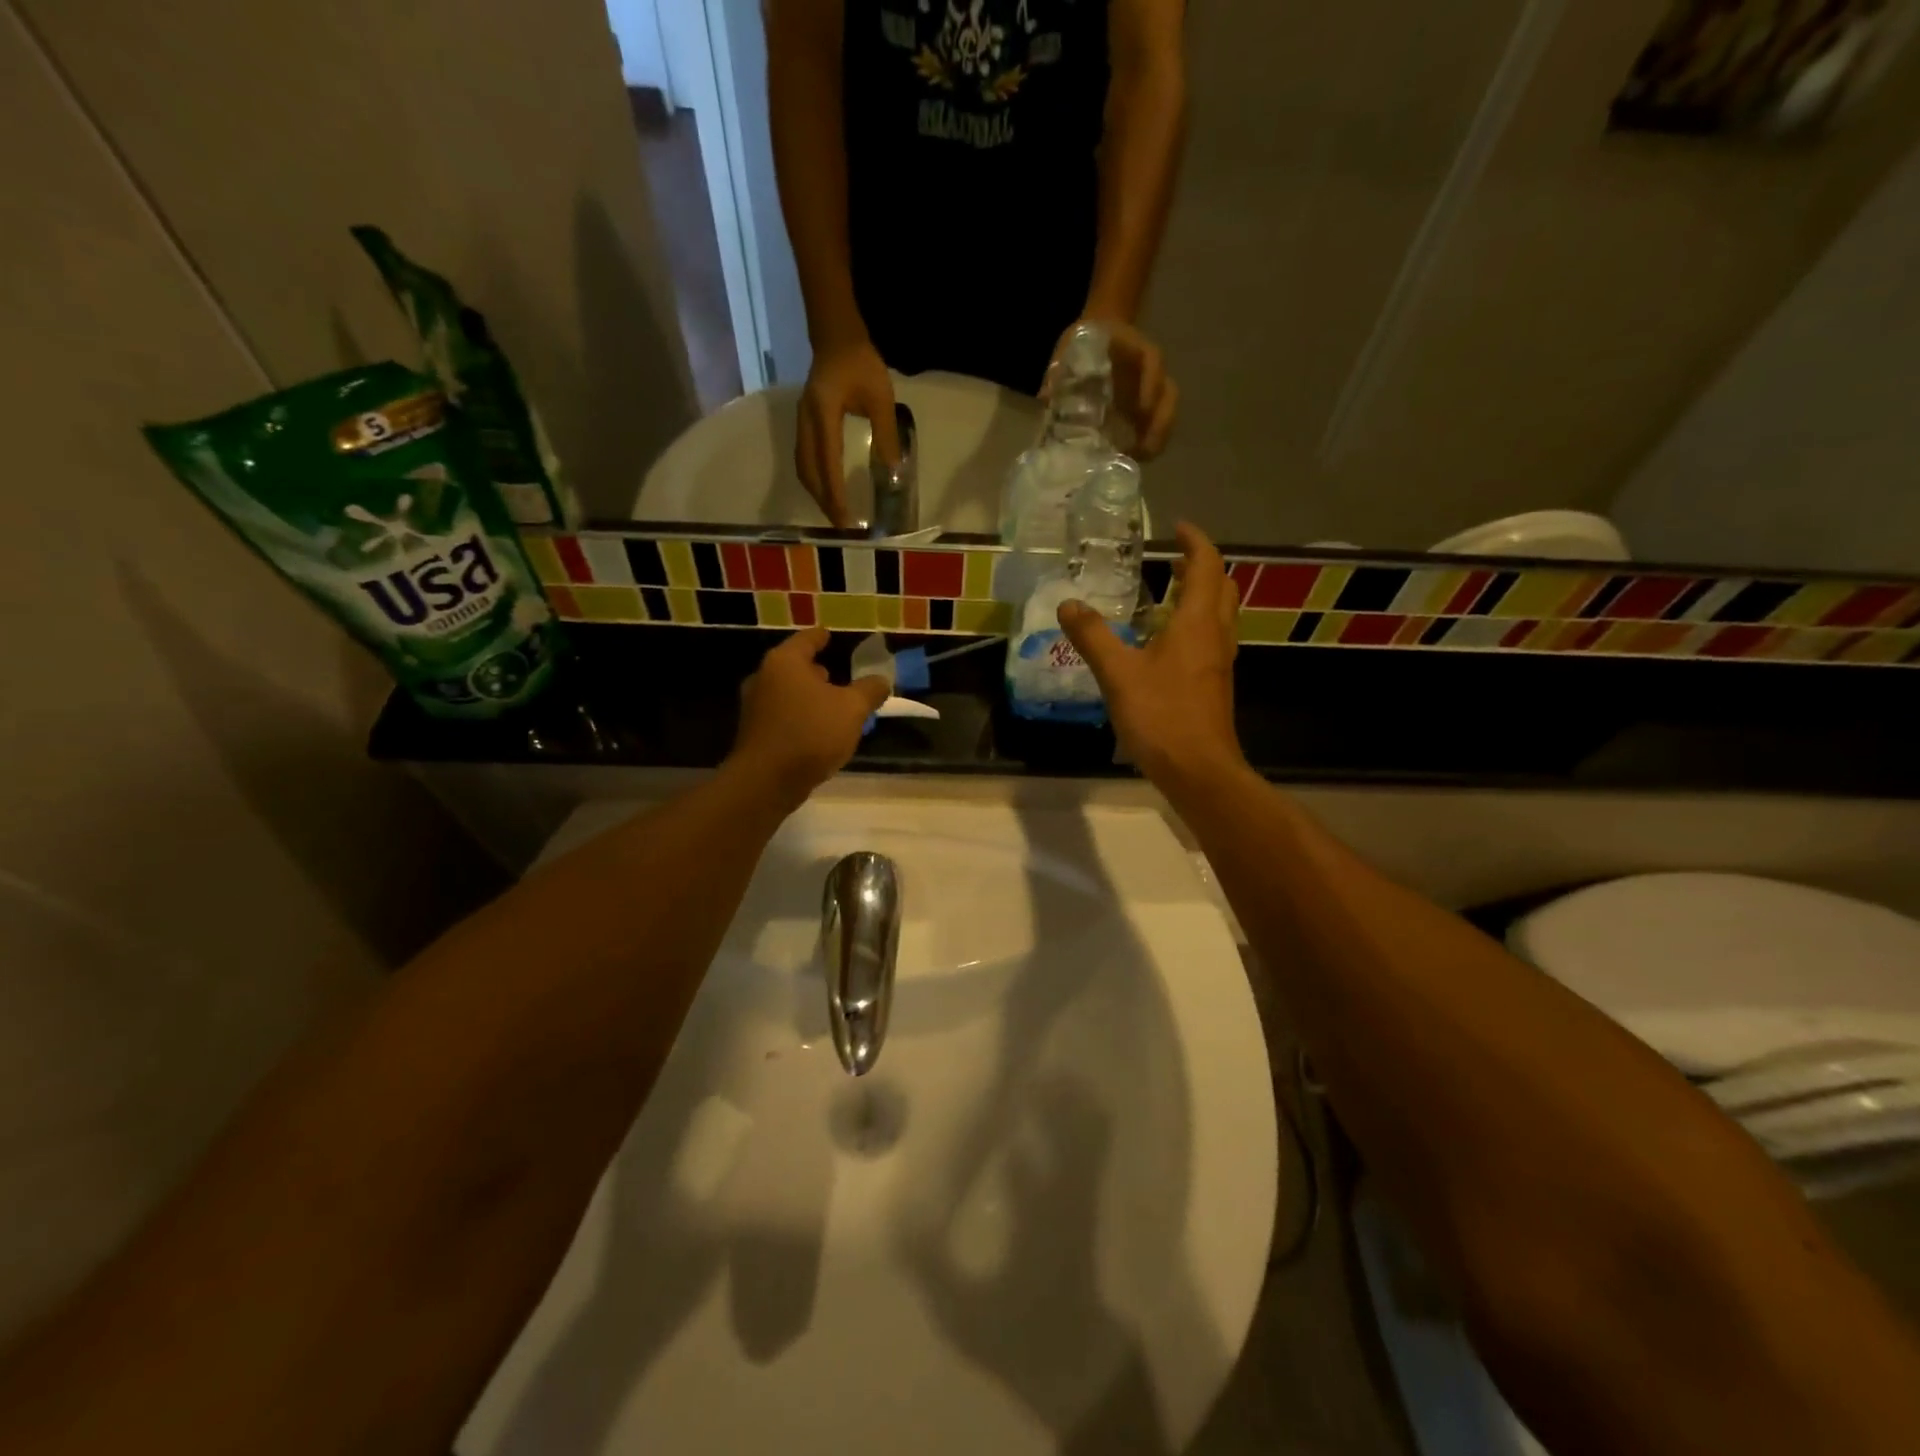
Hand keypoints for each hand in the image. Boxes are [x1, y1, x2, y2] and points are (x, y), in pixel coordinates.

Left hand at [728, 627, 889, 803]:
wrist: (767, 781)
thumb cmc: (811, 733)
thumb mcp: (852, 709)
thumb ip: (869, 690)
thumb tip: (881, 680)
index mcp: (785, 662)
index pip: (807, 639)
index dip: (822, 637)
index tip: (831, 636)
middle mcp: (764, 677)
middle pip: (794, 666)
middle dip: (816, 670)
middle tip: (838, 675)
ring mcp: (755, 706)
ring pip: (787, 692)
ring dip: (808, 696)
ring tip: (832, 705)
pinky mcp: (754, 732)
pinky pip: (782, 715)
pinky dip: (799, 716)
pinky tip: (817, 730)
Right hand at [796, 337, 899, 526]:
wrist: (836, 338)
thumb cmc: (861, 364)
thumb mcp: (881, 398)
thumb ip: (886, 434)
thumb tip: (892, 472)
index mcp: (824, 414)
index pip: (827, 463)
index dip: (834, 494)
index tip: (844, 518)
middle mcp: (806, 422)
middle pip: (809, 471)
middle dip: (823, 500)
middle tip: (841, 525)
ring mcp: (801, 423)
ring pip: (803, 468)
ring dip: (816, 493)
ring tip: (834, 513)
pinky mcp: (804, 425)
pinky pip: (804, 460)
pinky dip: (815, 480)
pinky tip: (827, 491)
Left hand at [1047, 318, 1177, 457]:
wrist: (1097, 334)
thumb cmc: (1082, 343)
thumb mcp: (1070, 348)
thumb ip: (1060, 370)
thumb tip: (1044, 397)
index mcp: (1133, 347)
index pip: (1151, 360)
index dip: (1151, 383)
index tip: (1142, 409)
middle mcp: (1148, 369)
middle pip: (1167, 393)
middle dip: (1160, 421)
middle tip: (1145, 449)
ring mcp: (1150, 388)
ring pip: (1166, 411)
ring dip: (1158, 436)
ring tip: (1143, 459)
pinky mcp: (1145, 406)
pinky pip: (1156, 423)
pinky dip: (1150, 441)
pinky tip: (1136, 458)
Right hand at [1056, 523, 1243, 790]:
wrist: (1199, 771)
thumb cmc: (1162, 716)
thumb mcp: (1118, 674)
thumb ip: (1093, 636)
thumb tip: (1068, 604)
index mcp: (1197, 622)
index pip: (1206, 566)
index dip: (1194, 542)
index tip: (1177, 528)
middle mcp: (1216, 635)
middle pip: (1221, 587)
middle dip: (1200, 567)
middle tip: (1172, 560)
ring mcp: (1219, 662)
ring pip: (1219, 614)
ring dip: (1201, 595)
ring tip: (1168, 593)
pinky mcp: (1213, 685)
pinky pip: (1210, 639)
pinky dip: (1195, 624)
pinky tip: (1166, 642)